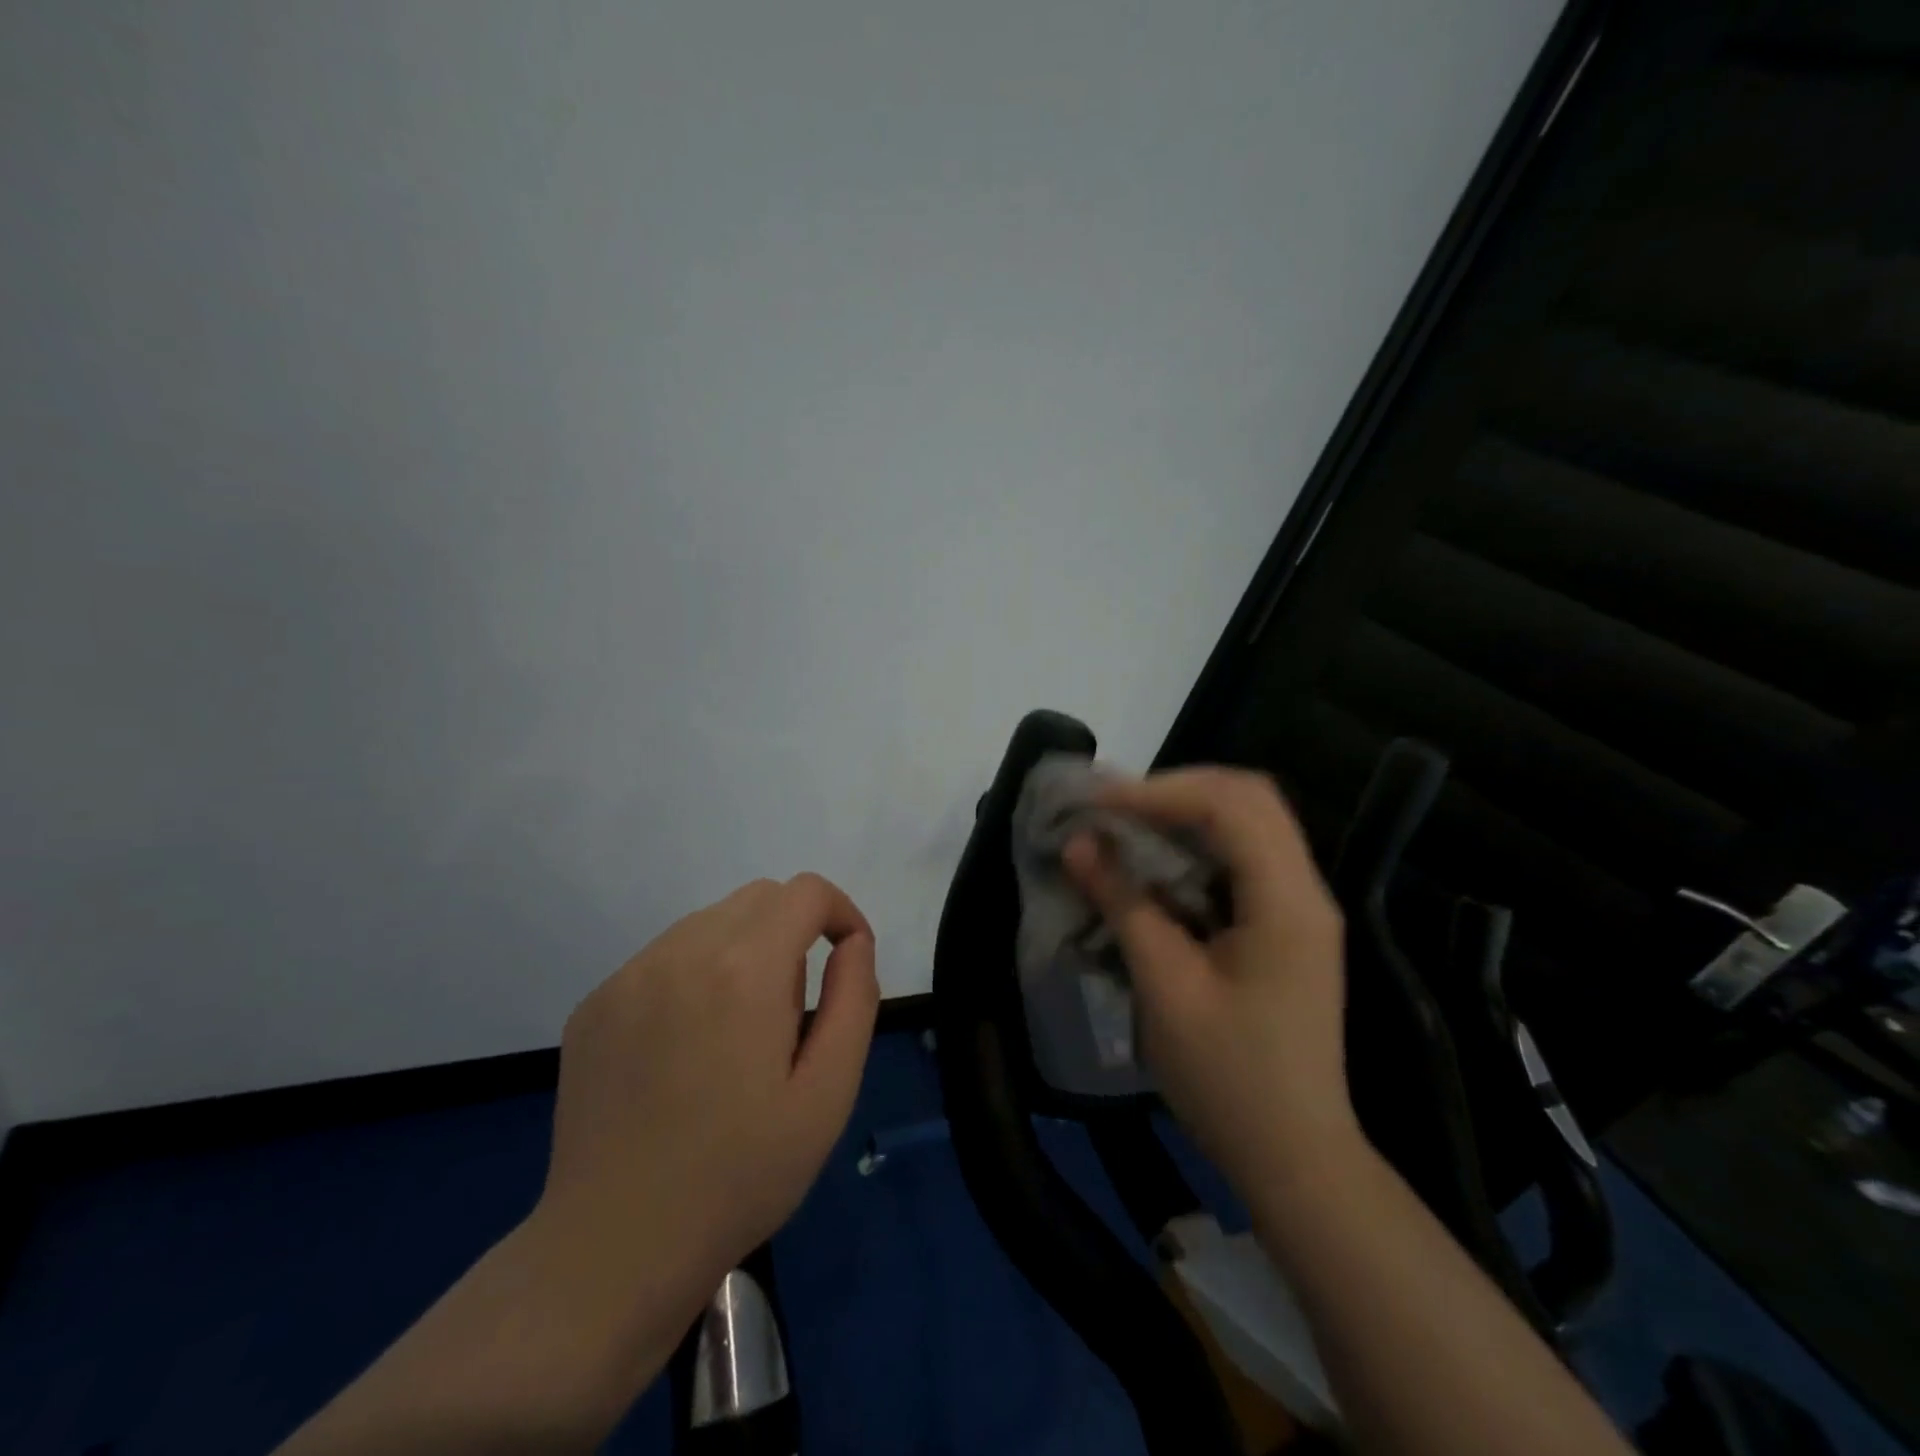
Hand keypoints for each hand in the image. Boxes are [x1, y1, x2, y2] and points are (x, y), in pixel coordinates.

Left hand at [537, 873, 878, 1304]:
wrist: (614, 1248)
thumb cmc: (740, 1176)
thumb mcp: (828, 1095)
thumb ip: (854, 1001)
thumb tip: (854, 944)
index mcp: (744, 969)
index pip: (806, 892)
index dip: (840, 913)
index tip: (848, 959)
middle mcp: (682, 952)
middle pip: (759, 898)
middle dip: (795, 932)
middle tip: (793, 1012)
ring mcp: (629, 975)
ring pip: (710, 923)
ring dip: (744, 952)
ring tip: (738, 1034)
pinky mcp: (595, 1002)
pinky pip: (663, 958)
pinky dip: (695, 976)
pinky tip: (685, 1050)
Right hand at [1065, 767, 1352, 1189]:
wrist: (1296, 1157)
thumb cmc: (1228, 1079)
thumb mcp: (1165, 988)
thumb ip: (1124, 904)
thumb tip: (1079, 842)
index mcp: (1286, 902)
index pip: (1230, 806)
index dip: (1160, 792)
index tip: (1097, 802)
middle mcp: (1305, 889)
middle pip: (1249, 797)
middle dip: (1176, 790)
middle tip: (1114, 805)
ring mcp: (1301, 906)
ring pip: (1249, 822)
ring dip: (1186, 812)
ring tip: (1127, 822)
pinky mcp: (1287, 924)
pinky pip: (1244, 857)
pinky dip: (1198, 844)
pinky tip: (1157, 862)